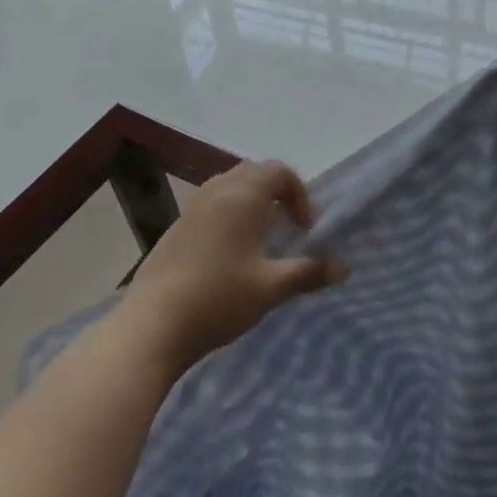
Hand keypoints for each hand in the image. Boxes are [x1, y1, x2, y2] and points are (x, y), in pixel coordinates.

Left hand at [116, 160, 346, 371]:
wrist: (153, 324)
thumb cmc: (219, 299)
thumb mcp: (271, 288)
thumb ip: (309, 273)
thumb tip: (344, 268)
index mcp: (243, 197)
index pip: (279, 171)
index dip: (299, 194)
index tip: (304, 228)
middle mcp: (216, 192)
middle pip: (253, 172)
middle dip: (276, 192)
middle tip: (286, 226)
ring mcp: (191, 208)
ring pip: (228, 186)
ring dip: (251, 201)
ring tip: (260, 237)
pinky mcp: (175, 227)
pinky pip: (210, 204)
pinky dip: (228, 213)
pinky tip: (229, 253)